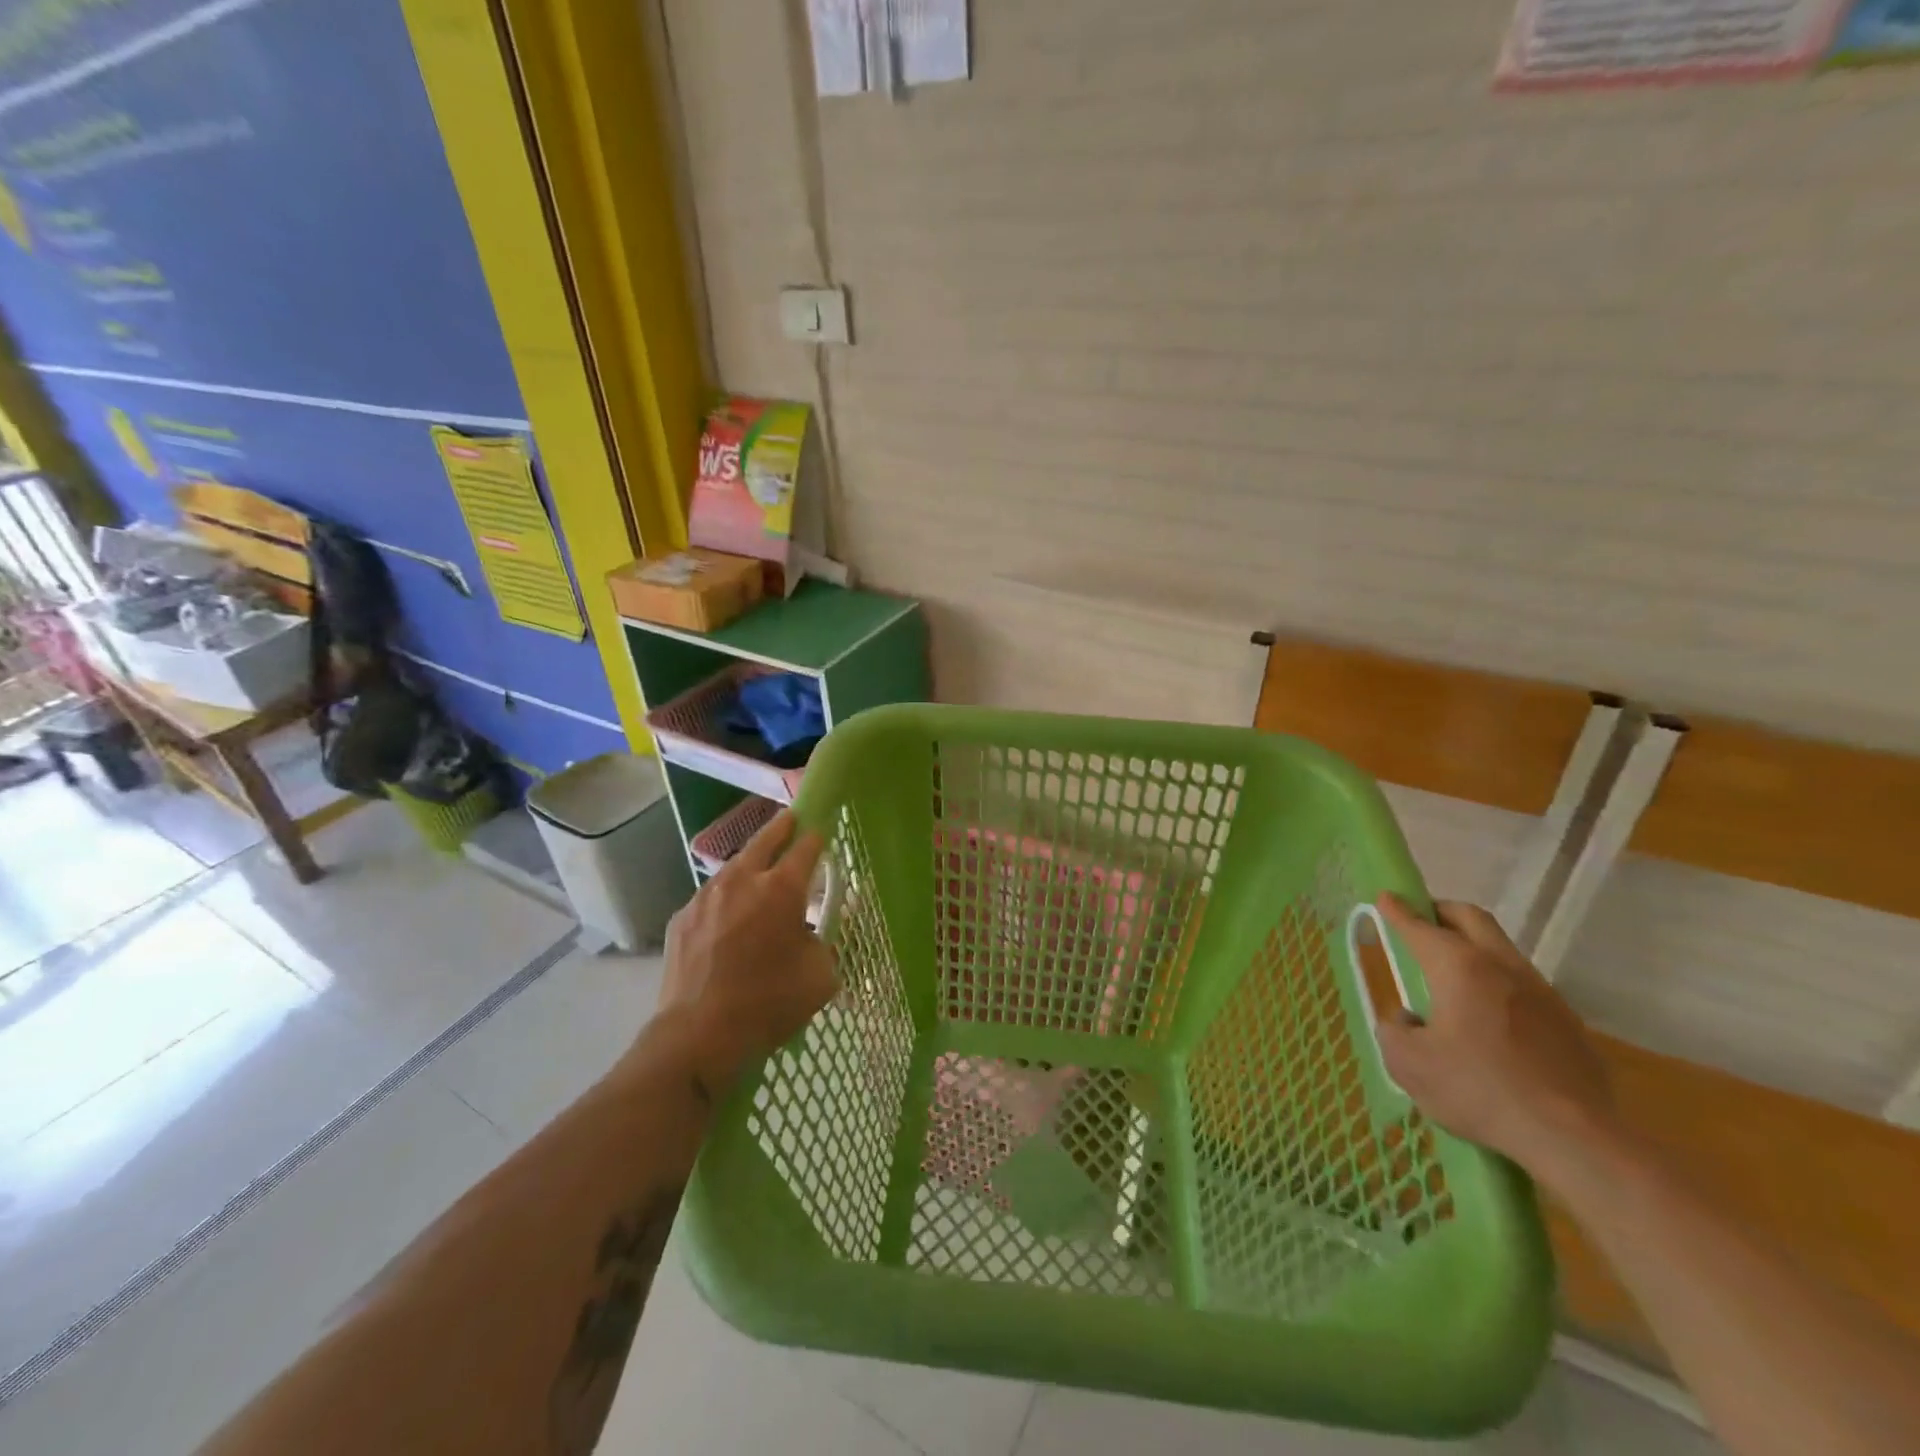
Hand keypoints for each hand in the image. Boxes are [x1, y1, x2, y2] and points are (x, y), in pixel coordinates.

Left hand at [654, 810, 836, 1095]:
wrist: (698, 1035)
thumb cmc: (769, 1003)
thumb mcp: (822, 975)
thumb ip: (827, 942)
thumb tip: (819, 930)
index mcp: (782, 889)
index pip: (806, 847)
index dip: (817, 837)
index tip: (822, 833)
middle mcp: (742, 880)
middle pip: (765, 839)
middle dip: (782, 827)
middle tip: (792, 821)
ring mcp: (707, 896)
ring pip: (735, 866)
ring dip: (752, 862)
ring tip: (760, 870)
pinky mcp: (682, 917)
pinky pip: (711, 896)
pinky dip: (726, 896)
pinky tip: (730, 916)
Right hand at [1373, 894, 1614, 1169]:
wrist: (1575, 1139)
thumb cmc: (1479, 1090)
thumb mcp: (1408, 1064)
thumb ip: (1393, 1031)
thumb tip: (1406, 1019)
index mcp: (1459, 967)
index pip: (1421, 926)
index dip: (1398, 911)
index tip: (1385, 897)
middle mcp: (1501, 966)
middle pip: (1470, 919)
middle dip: (1440, 911)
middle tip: (1420, 921)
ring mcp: (1541, 992)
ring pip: (1501, 949)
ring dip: (1472, 946)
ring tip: (1451, 972)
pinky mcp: (1567, 1022)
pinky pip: (1522, 984)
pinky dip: (1497, 981)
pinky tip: (1489, 1016)